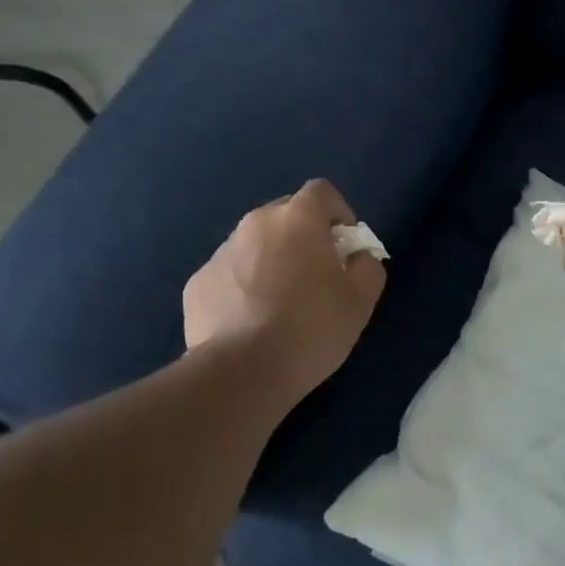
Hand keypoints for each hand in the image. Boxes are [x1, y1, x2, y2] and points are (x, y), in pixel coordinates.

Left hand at [184, 180, 386, 396]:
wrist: (241, 373)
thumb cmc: (310, 329)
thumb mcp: (360, 300)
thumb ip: (367, 266)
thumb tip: (357, 256)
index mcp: (297, 219)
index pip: (321, 192)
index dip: (338, 214)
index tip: (344, 247)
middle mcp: (255, 223)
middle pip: (286, 215)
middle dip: (303, 236)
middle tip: (315, 276)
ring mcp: (221, 252)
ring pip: (255, 244)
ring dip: (271, 260)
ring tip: (279, 304)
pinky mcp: (198, 282)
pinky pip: (229, 273)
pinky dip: (242, 286)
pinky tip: (250, 321)